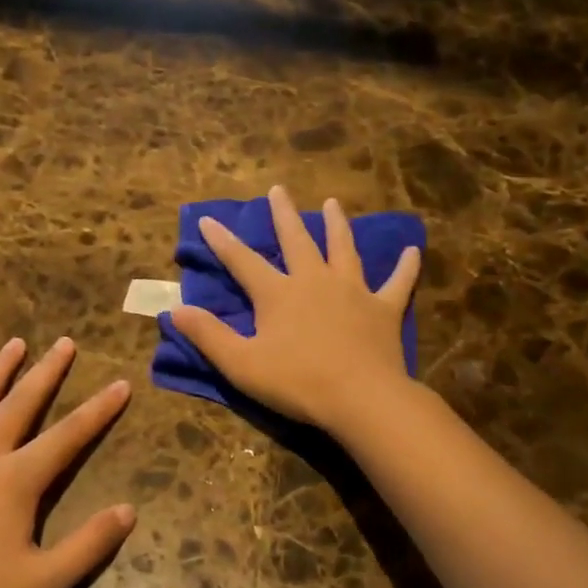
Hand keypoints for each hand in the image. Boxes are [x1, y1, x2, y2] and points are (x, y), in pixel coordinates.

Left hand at [0, 337, 134, 587]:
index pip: (69, 435)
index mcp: (15, 479)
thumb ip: (89, 545)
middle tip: (65, 342)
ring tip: (14, 344)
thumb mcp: (43, 583)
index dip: (99, 409)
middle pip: (20, 403)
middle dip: (47, 371)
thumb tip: (129, 510)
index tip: (121, 382)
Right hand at [168, 185, 420, 433]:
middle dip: (284, 214)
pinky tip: (413, 251)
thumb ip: (208, 334)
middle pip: (297, 240)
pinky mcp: (384, 308)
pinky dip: (405, 267)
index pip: (242, 260)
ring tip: (333, 204)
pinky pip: (398, 282)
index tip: (208, 219)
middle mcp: (314, 280)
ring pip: (343, 248)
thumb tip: (174, 310)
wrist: (360, 398)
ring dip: (337, 225)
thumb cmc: (296, 383)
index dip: (222, 241)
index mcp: (278, 293)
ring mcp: (353, 290)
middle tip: (279, 189)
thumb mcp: (241, 364)